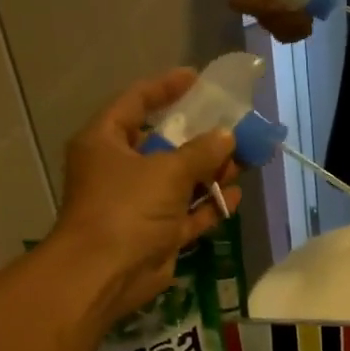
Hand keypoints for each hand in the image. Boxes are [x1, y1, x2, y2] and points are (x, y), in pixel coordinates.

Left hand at [54, 68, 241, 320]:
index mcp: (106, 142)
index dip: (165, 88)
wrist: (107, 272)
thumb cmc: (127, 208)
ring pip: (180, 181)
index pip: (136, 103)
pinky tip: (235, 195)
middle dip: (199, 137)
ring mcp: (139, 204)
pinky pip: (187, 213)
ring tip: (243, 160)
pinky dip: (209, 205)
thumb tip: (227, 137)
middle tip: (232, 126)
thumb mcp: (167, 171)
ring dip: (209, 172)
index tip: (196, 78)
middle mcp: (120, 169)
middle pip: (163, 145)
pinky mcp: (157, 233)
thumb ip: (201, 152)